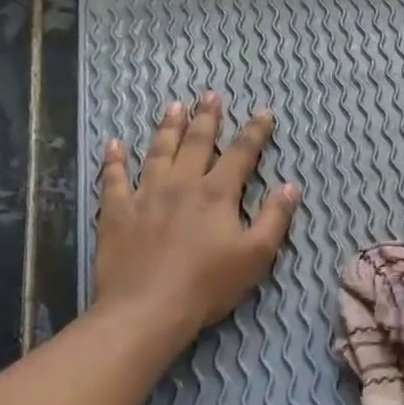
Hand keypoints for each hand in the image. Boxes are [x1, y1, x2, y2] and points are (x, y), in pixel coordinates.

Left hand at [93, 93, 299, 345]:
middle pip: (196, 143)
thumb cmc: (208, 285)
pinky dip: (114, 160)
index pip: (241, 154)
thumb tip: (290, 186)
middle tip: (211, 95)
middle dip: (207, 118)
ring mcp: (145, 195)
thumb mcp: (256, 255)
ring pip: (158, 151)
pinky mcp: (116, 212)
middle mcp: (181, 184)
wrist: (148, 309)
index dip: (255, 132)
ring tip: (174, 106)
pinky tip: (114, 144)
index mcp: (217, 194)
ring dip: (167, 127)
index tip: (264, 113)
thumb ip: (275, 218)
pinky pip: (113, 178)